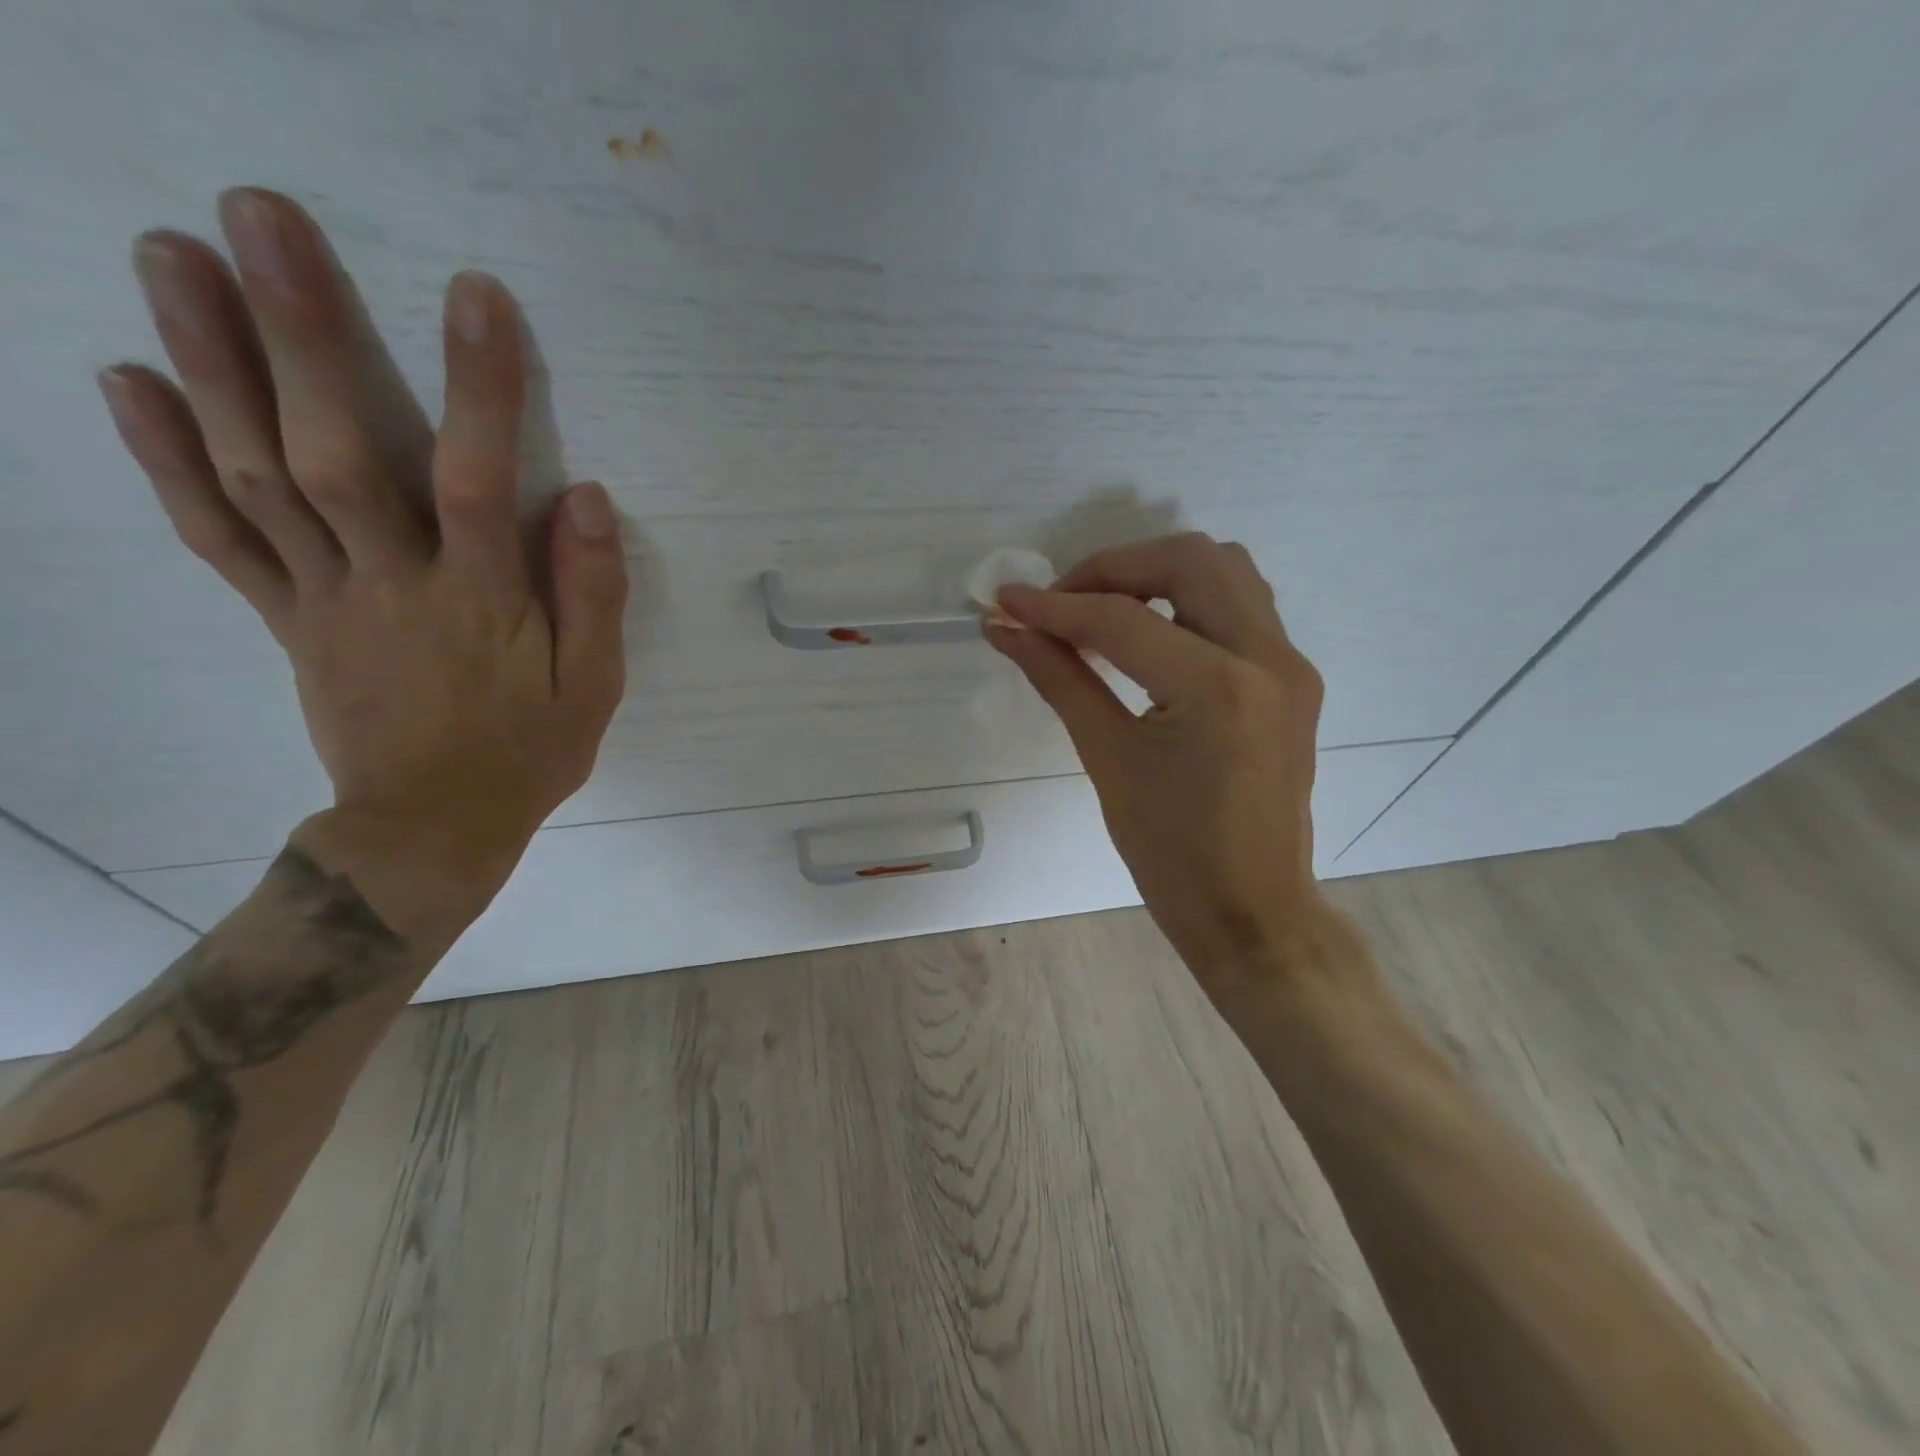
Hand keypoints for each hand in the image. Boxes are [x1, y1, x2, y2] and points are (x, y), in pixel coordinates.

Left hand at [96, 188, 626, 900]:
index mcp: (482, 602)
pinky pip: (219, 536)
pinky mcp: (287, 618)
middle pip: (337, 453)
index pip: (481, 481)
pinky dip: (165, 460)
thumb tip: (588, 499)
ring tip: (167, 256)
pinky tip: (123, 380)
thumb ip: (592, 595)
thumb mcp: (593, 686)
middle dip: (299, 335)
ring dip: (209, 365)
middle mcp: (393, 583)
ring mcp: (325, 597)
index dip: (479, 389)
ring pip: (258, 476)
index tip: (473, 296)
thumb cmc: (528, 752)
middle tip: (256, 219)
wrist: (432, 826)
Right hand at [989, 533, 1351, 1005]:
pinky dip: (1189, 599)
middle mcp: (1267, 657)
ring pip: (1226, 570)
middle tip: (1063, 604)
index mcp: (1217, 688)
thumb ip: (1059, 679)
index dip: (1055, 607)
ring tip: (1104, 611)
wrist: (1252, 911)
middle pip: (1189, 559)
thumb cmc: (1171, 854)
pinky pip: (1242, 605)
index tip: (1006, 603)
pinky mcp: (1294, 679)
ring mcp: (1291, 665)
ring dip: (1157, 573)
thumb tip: (1006, 630)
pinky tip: (1149, 635)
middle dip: (1114, 568)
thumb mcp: (1108, 760)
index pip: (1121, 620)